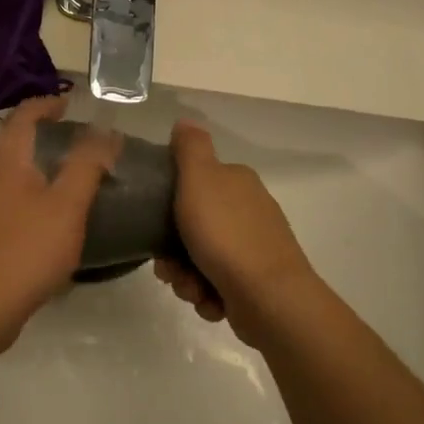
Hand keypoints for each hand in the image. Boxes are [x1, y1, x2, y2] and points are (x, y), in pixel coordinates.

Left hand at [0, 95, 120, 346]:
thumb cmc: (26, 250)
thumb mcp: (67, 205)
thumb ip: (87, 165)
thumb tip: (105, 131)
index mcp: (4, 161)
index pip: (23, 116)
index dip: (47, 103)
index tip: (72, 102)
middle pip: (15, 143)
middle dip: (45, 134)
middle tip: (81, 140)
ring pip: (13, 173)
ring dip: (40, 166)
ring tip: (74, 175)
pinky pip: (11, 200)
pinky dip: (34, 193)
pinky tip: (54, 216)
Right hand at [154, 121, 319, 342]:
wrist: (269, 297)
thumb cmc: (226, 235)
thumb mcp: (200, 180)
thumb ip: (190, 149)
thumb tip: (185, 121)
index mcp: (236, 182)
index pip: (192, 184)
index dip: (168, 205)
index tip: (154, 224)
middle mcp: (248, 211)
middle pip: (192, 226)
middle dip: (174, 252)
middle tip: (168, 267)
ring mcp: (253, 248)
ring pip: (200, 259)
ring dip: (186, 278)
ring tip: (191, 289)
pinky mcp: (253, 282)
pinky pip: (215, 285)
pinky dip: (207, 295)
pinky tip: (210, 301)